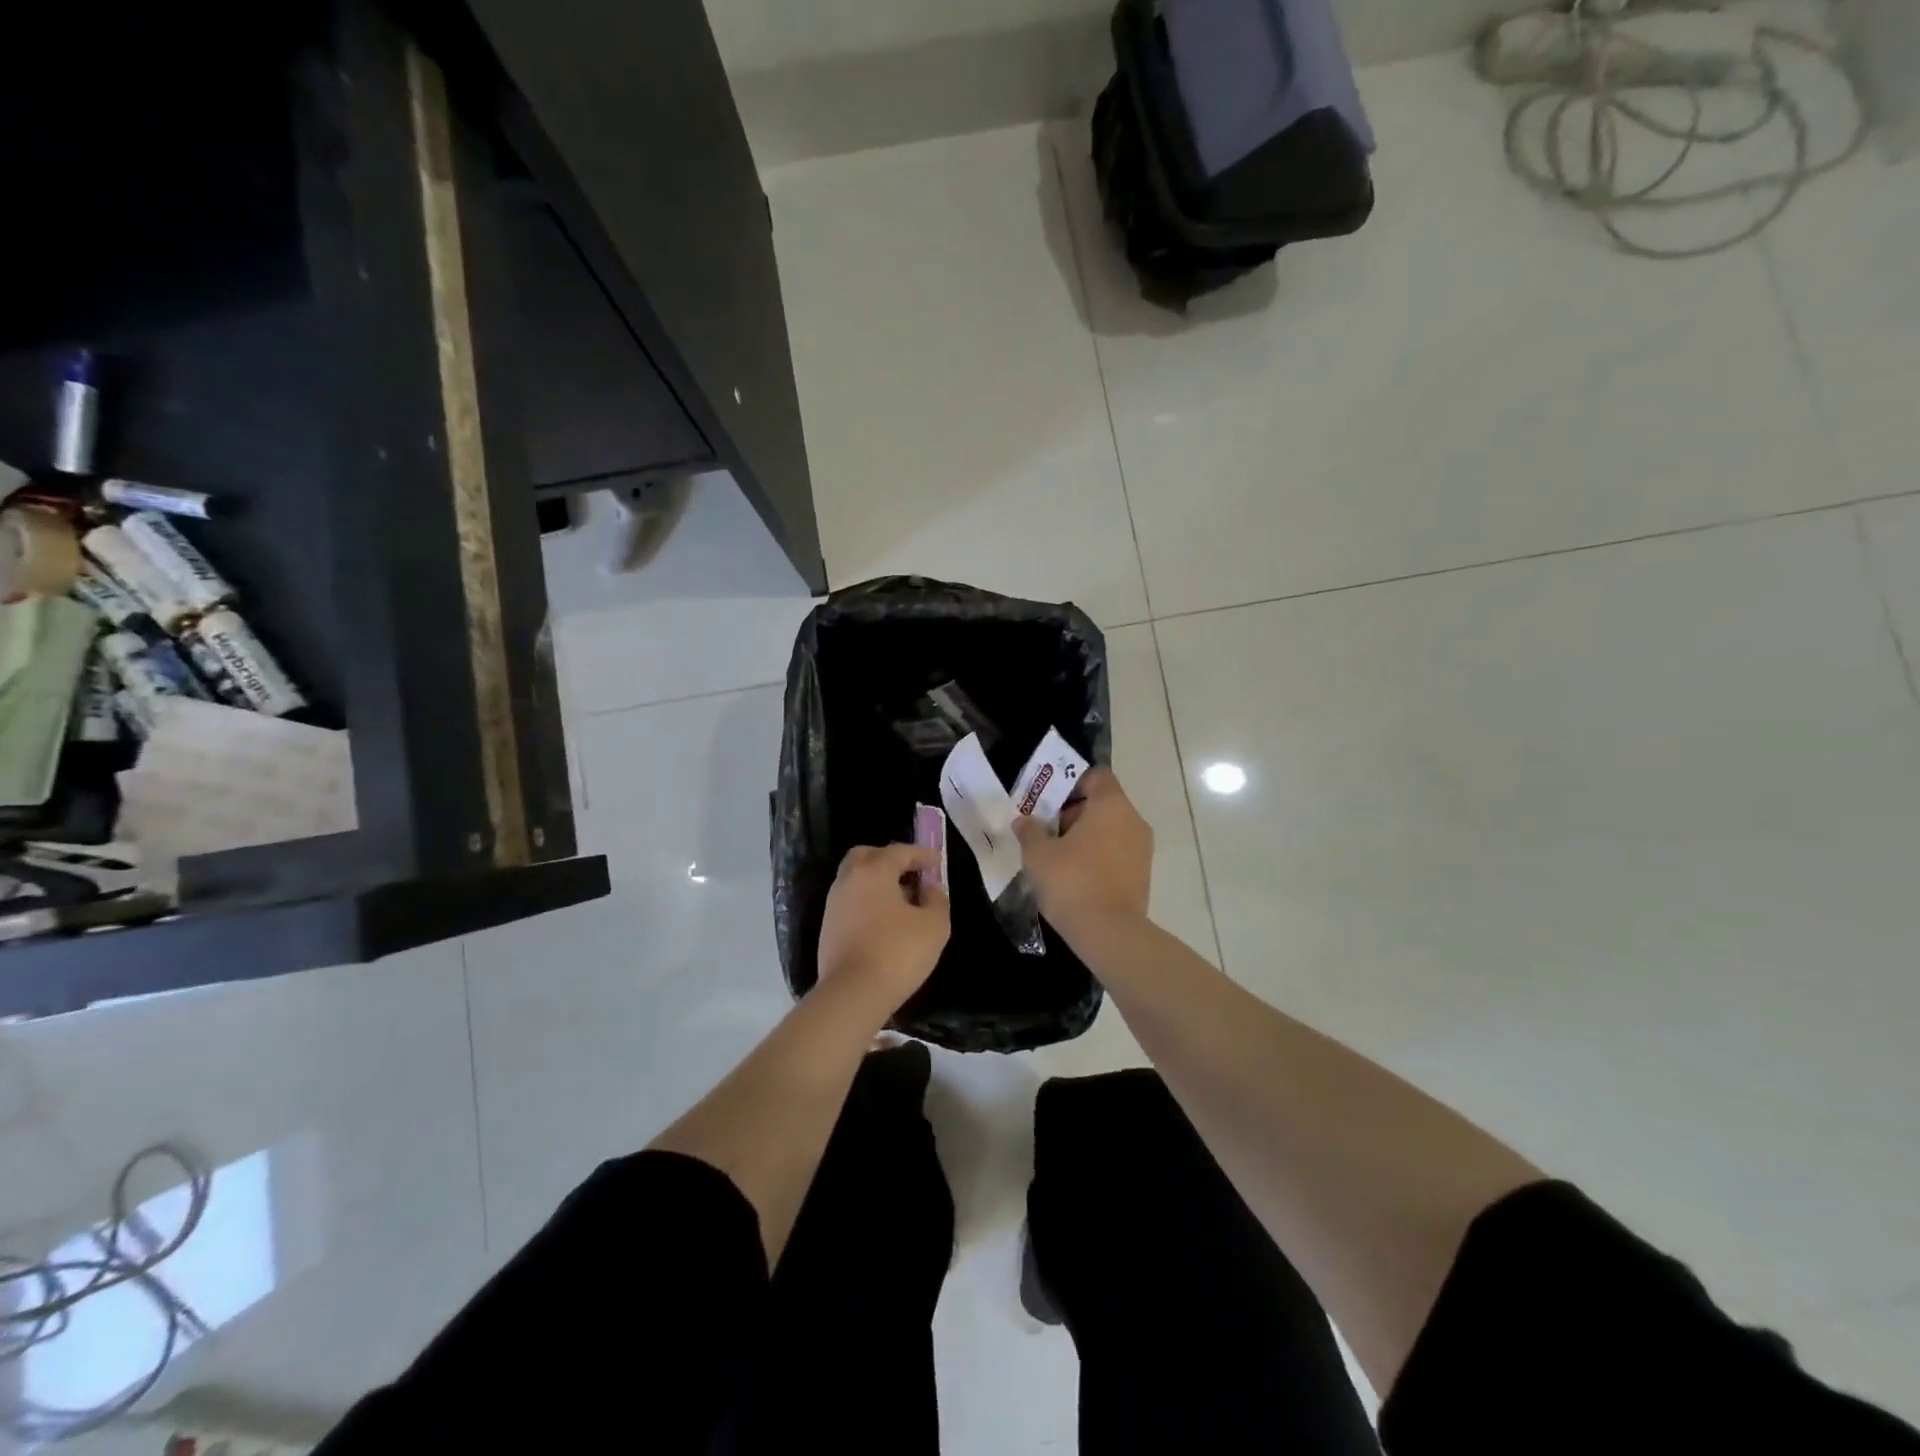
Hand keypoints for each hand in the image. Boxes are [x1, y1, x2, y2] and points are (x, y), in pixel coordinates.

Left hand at [816, 843, 949, 1017]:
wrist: (853, 994)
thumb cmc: (898, 952)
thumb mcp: (934, 925)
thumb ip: (937, 899)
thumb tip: (929, 888)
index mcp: (873, 871)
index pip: (899, 851)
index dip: (921, 854)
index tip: (937, 860)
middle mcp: (848, 880)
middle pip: (866, 856)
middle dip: (889, 859)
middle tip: (910, 872)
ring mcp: (834, 905)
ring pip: (855, 880)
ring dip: (877, 882)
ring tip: (902, 900)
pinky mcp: (828, 928)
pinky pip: (851, 902)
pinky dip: (867, 901)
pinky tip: (885, 921)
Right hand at [1013, 767, 1151, 930]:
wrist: (1109, 933)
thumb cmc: (1072, 882)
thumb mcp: (1038, 854)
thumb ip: (1030, 830)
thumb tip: (1024, 820)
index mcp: (1111, 805)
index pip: (1096, 776)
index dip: (1070, 783)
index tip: (1048, 802)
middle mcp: (1133, 820)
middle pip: (1102, 803)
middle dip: (1072, 813)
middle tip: (1045, 832)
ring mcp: (1142, 849)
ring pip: (1110, 829)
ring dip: (1084, 837)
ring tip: (1056, 857)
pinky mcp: (1142, 874)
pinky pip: (1117, 852)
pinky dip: (1097, 856)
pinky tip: (1074, 877)